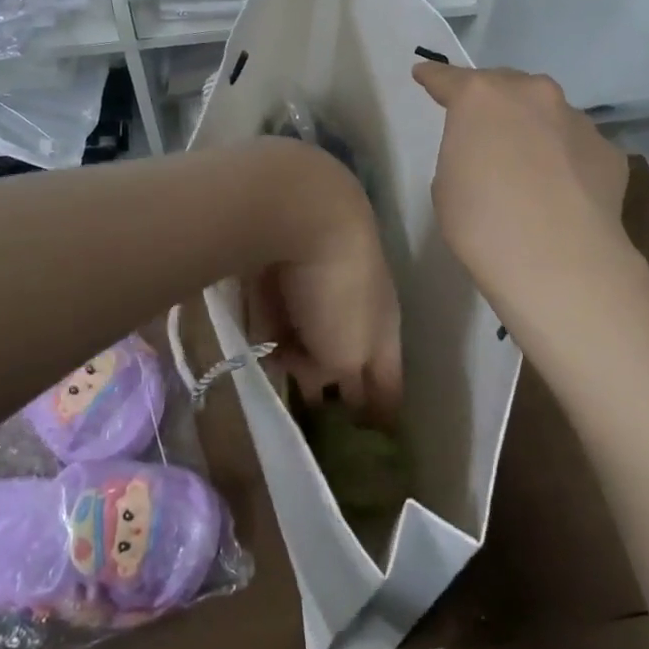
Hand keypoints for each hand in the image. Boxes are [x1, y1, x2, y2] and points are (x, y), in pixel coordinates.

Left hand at [244, 140, 402, 424]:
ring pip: (310, 332)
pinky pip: (280, 309)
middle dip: (337, 384)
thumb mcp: (344, 353)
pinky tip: (260, 341)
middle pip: (347, 356)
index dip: (384, 413)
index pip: (389, 382)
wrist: (303, 209)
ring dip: (300, 356)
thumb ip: (334, 377)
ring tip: (284, 380)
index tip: (377, 439)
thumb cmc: (337, 289)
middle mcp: (355, 305)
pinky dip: (274, 327)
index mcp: (383, 328)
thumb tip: (315, 379)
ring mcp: (318, 282)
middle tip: (321, 415)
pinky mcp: (282, 266)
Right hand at [412, 63, 629, 313]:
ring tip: (528, 165)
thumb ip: (463, 152)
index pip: (448, 79)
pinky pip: (577, 146)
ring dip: (533, 128)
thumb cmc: (482, 222)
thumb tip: (489, 154)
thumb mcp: (447, 184)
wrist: (560, 262)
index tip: (423, 75)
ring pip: (547, 113)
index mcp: (480, 97)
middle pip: (505, 85)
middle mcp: (532, 95)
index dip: (433, 78)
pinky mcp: (608, 150)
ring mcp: (576, 119)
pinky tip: (562, 190)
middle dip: (492, 101)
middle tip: (482, 128)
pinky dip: (565, 159)